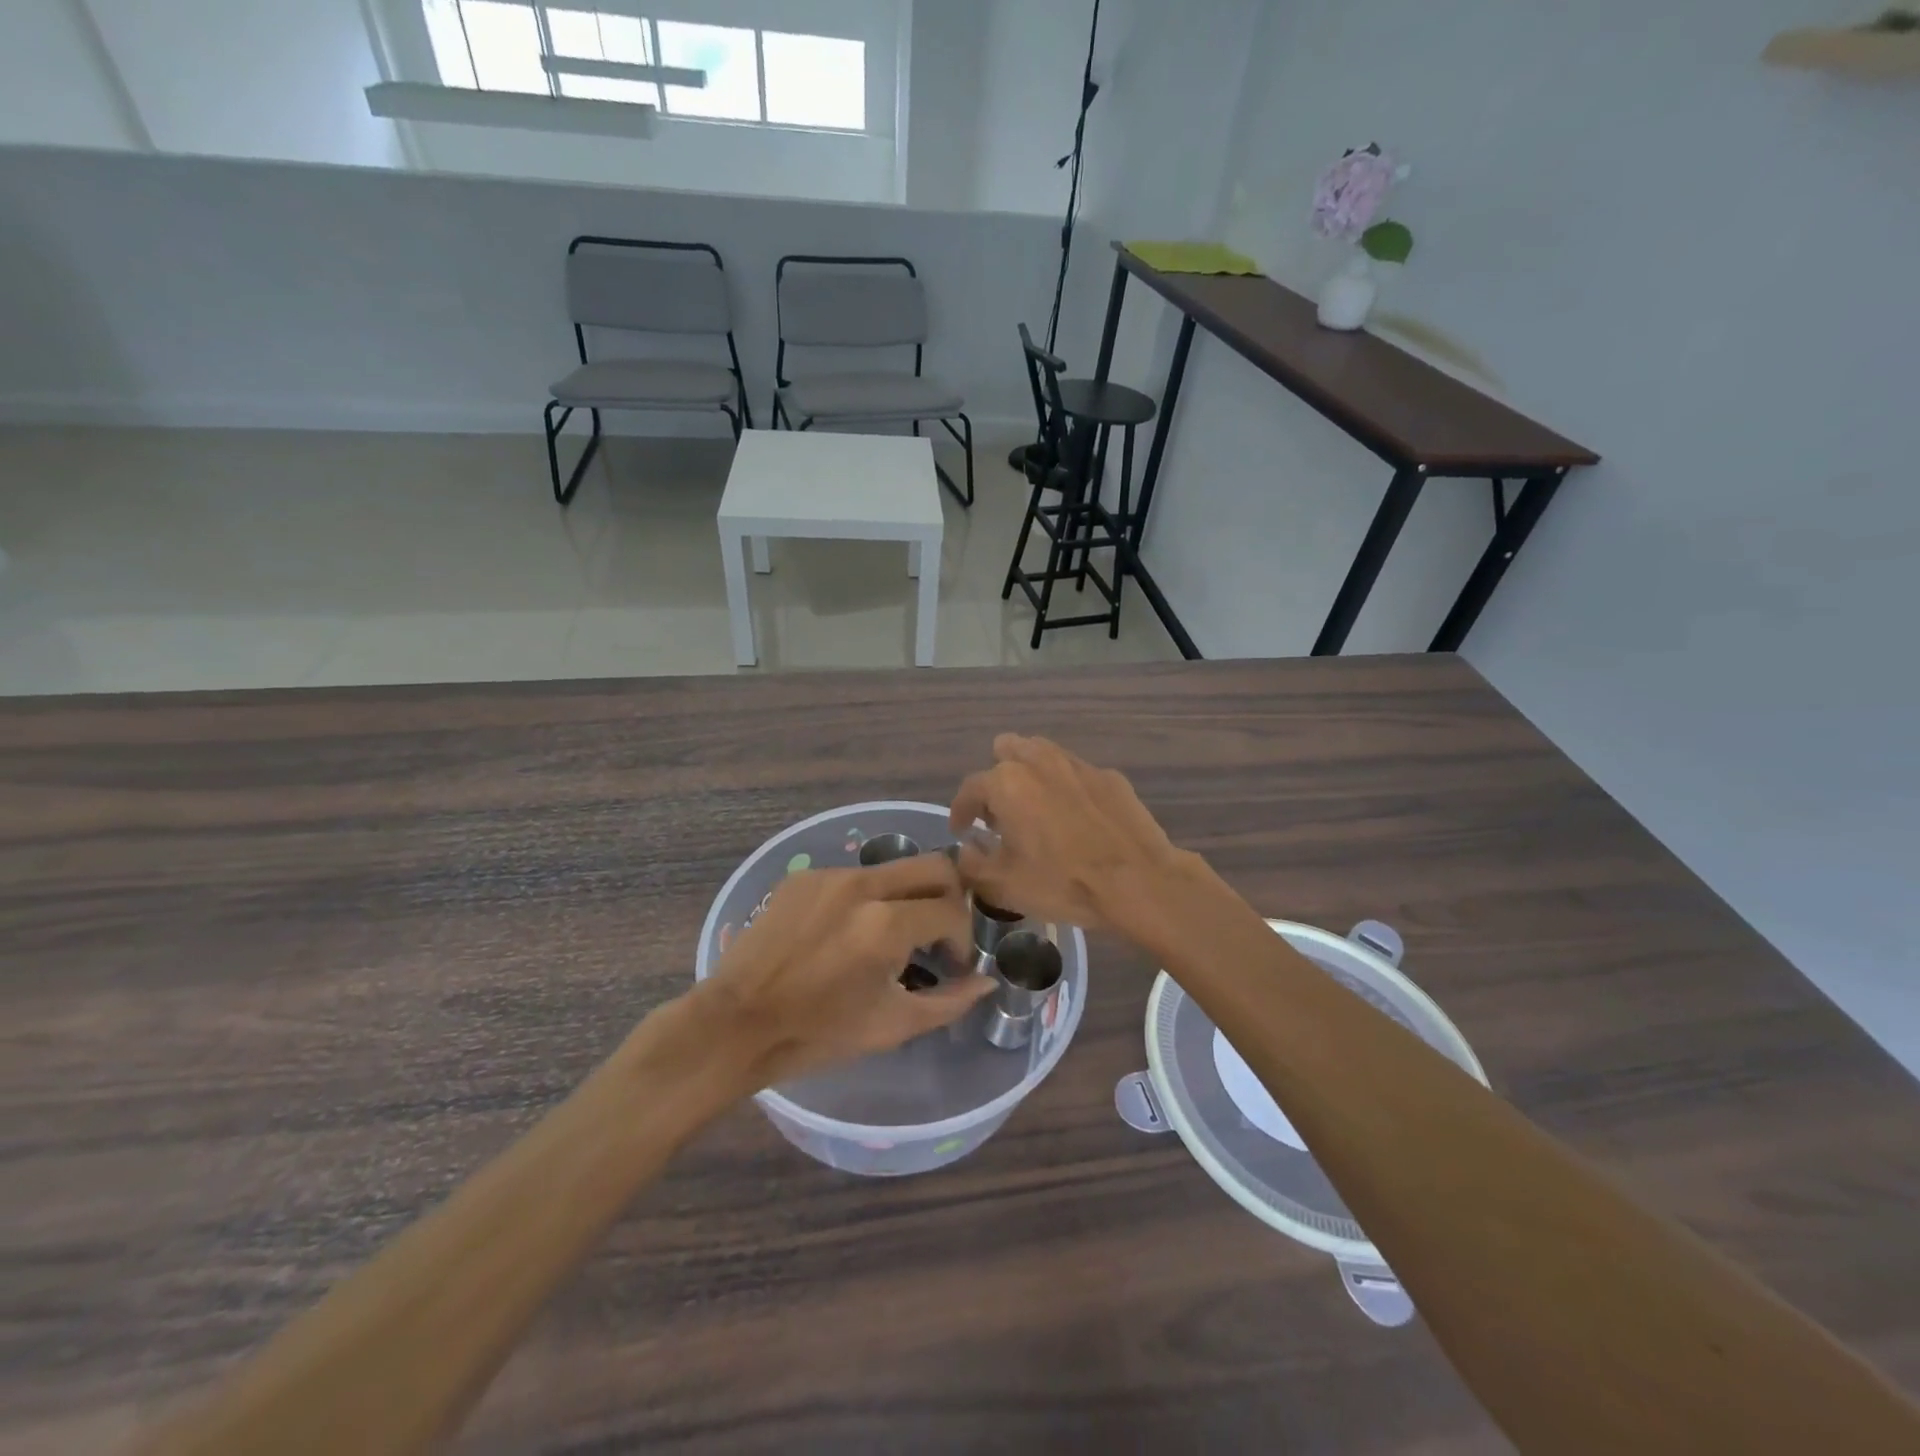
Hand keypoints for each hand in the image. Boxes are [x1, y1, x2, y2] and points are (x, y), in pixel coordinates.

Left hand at [695, 853, 990, 1088]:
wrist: (736, 1023)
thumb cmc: (817, 1033)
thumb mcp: (891, 1026)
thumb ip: (948, 1002)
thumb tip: (985, 982)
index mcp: (885, 924)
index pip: (952, 910)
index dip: (963, 940)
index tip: (952, 965)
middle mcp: (861, 886)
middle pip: (934, 865)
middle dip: (951, 897)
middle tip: (940, 933)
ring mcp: (829, 875)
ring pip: (894, 869)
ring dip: (908, 898)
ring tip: (893, 938)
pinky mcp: (803, 877)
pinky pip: (854, 877)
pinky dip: (868, 900)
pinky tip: (849, 934)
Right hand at [950, 734, 1187, 929]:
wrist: (1138, 881)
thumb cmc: (1063, 882)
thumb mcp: (1004, 884)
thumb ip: (973, 863)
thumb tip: (966, 848)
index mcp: (1006, 783)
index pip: (969, 788)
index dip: (960, 811)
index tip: (962, 830)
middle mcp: (1038, 762)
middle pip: (1005, 751)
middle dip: (997, 778)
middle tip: (1002, 814)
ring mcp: (1077, 764)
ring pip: (1042, 754)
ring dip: (1030, 774)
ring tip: (1036, 809)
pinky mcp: (1109, 776)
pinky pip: (1076, 773)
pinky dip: (1067, 789)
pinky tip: (1077, 818)